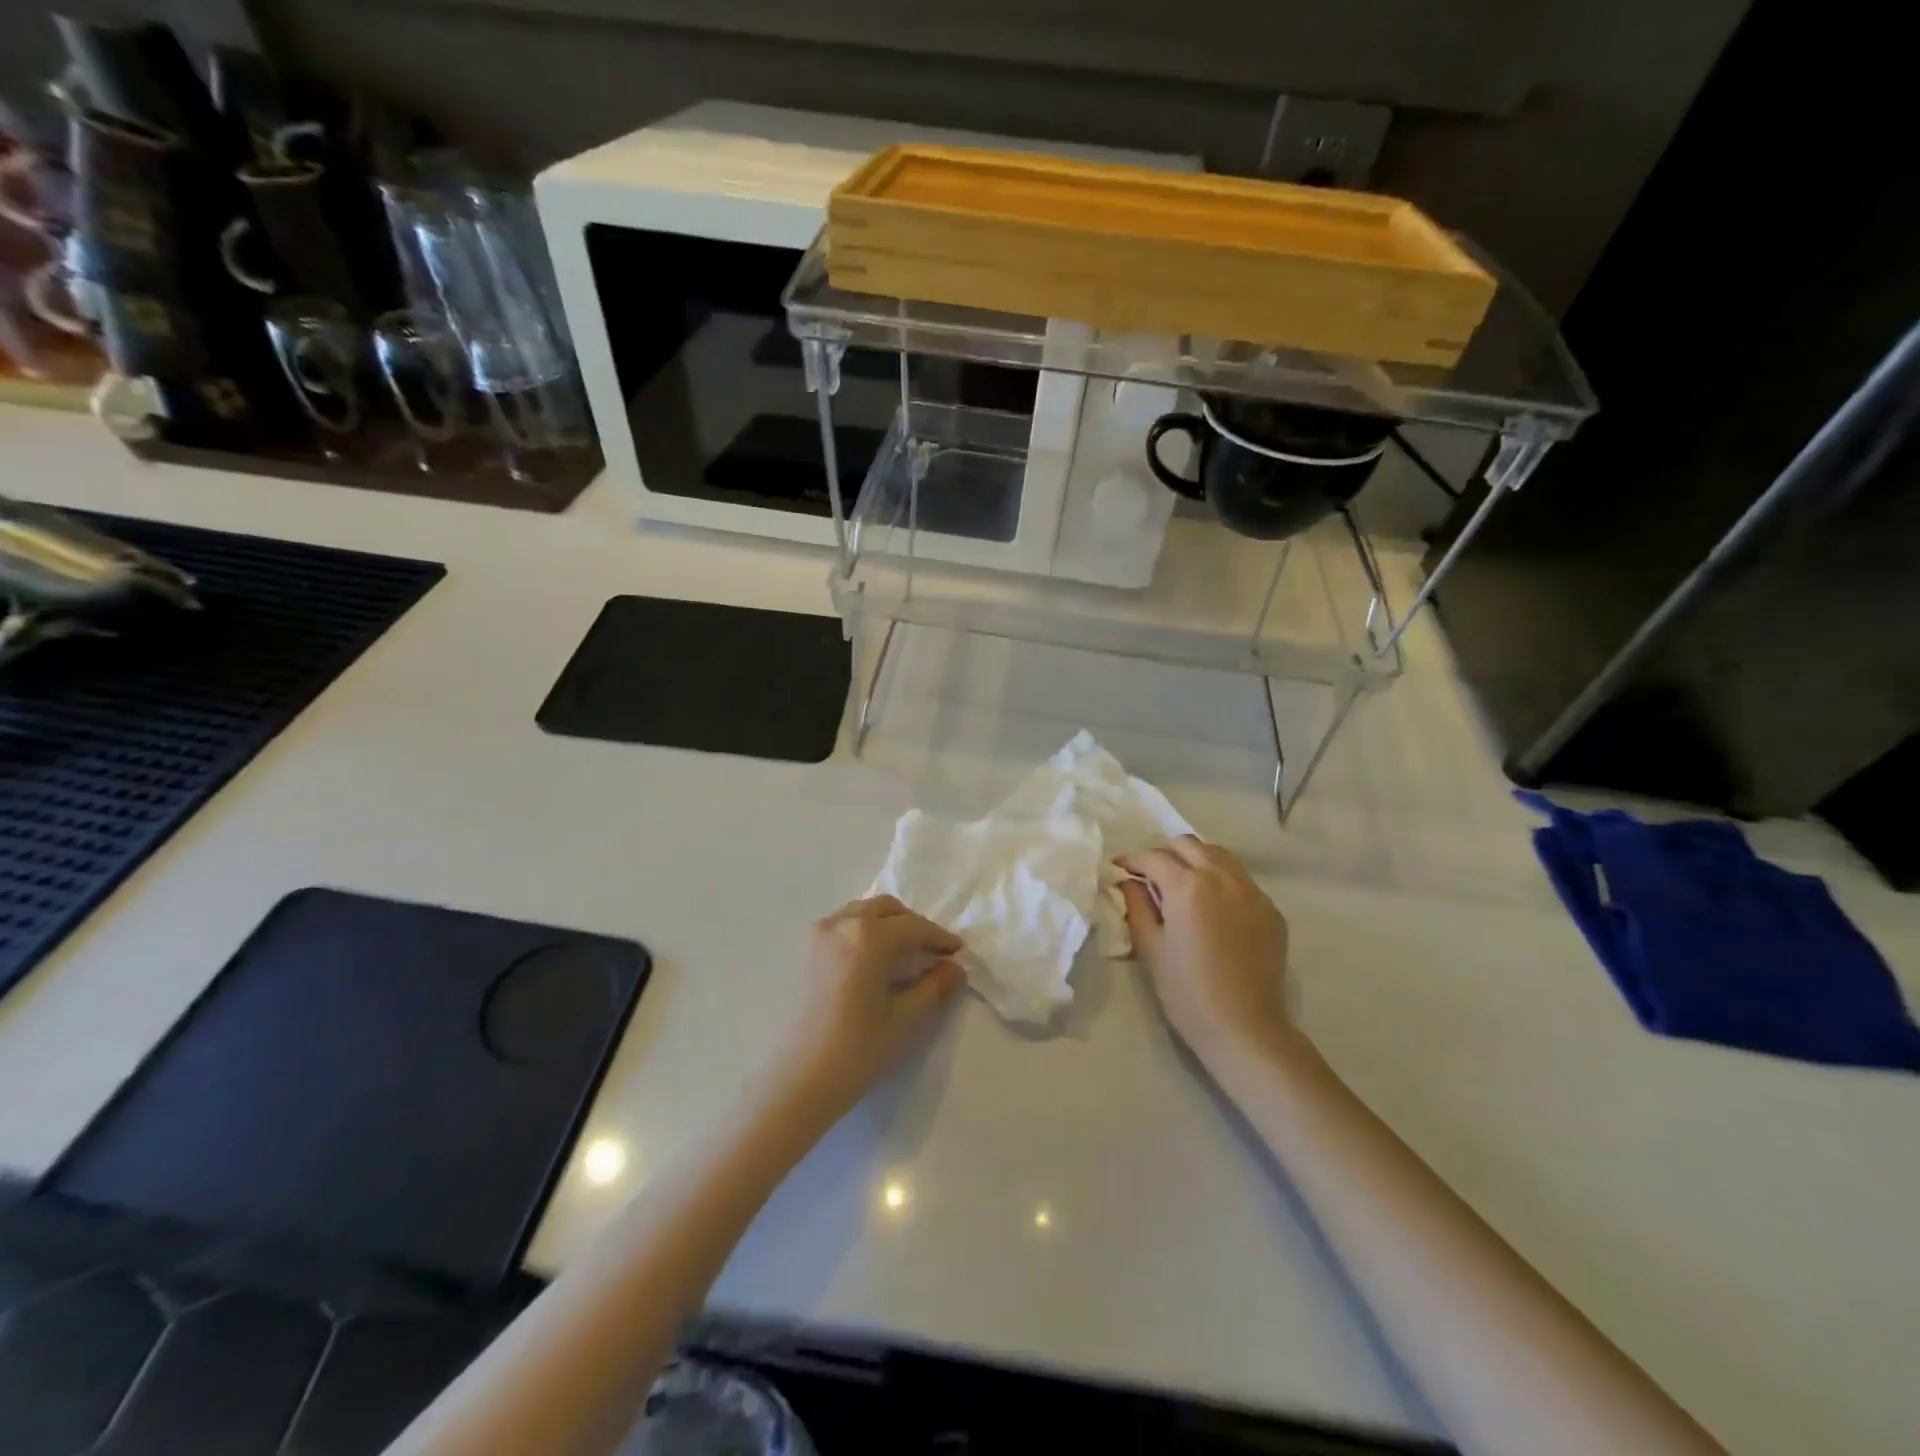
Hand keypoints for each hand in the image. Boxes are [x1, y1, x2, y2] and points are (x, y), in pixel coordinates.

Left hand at [775, 896, 966, 1110]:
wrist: (801, 1080)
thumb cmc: (858, 1051)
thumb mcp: (907, 1020)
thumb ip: (936, 987)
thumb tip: (956, 967)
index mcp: (868, 937)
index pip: (914, 927)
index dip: (940, 938)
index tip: (958, 952)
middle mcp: (842, 923)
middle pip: (888, 910)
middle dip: (914, 926)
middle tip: (934, 954)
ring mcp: (820, 933)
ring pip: (865, 912)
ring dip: (890, 925)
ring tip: (907, 955)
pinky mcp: (808, 949)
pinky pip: (846, 923)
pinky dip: (867, 930)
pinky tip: (877, 959)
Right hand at [1119, 837, 1291, 1064]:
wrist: (1245, 1029)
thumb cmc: (1187, 991)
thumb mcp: (1150, 948)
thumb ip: (1136, 906)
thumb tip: (1128, 882)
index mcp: (1188, 886)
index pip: (1153, 857)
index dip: (1131, 861)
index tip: (1118, 870)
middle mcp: (1222, 877)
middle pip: (1188, 845)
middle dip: (1164, 854)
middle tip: (1150, 875)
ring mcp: (1252, 892)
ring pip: (1219, 855)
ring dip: (1196, 859)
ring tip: (1183, 882)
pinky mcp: (1271, 910)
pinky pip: (1241, 880)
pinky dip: (1222, 880)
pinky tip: (1214, 906)